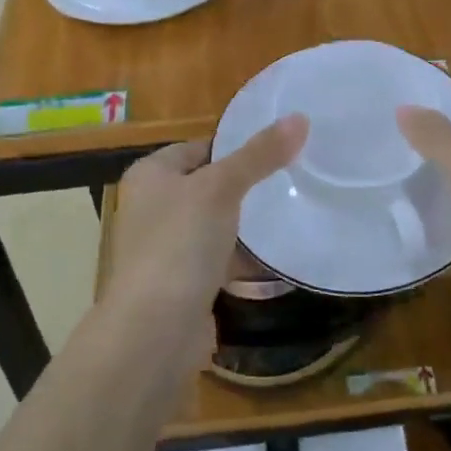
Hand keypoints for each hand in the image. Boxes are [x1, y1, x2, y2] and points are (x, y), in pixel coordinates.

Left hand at [105, 115, 306, 365]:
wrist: (155, 331)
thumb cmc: (179, 244)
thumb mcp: (221, 188)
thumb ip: (259, 155)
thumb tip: (300, 118)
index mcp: (150, 175)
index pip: (198, 147)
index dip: (236, 145)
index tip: (279, 147)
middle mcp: (152, 208)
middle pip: (207, 186)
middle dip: (245, 186)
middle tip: (292, 178)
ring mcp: (166, 249)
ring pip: (214, 225)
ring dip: (244, 224)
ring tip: (291, 211)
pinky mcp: (182, 284)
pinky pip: (218, 260)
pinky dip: (241, 258)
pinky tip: (275, 255)